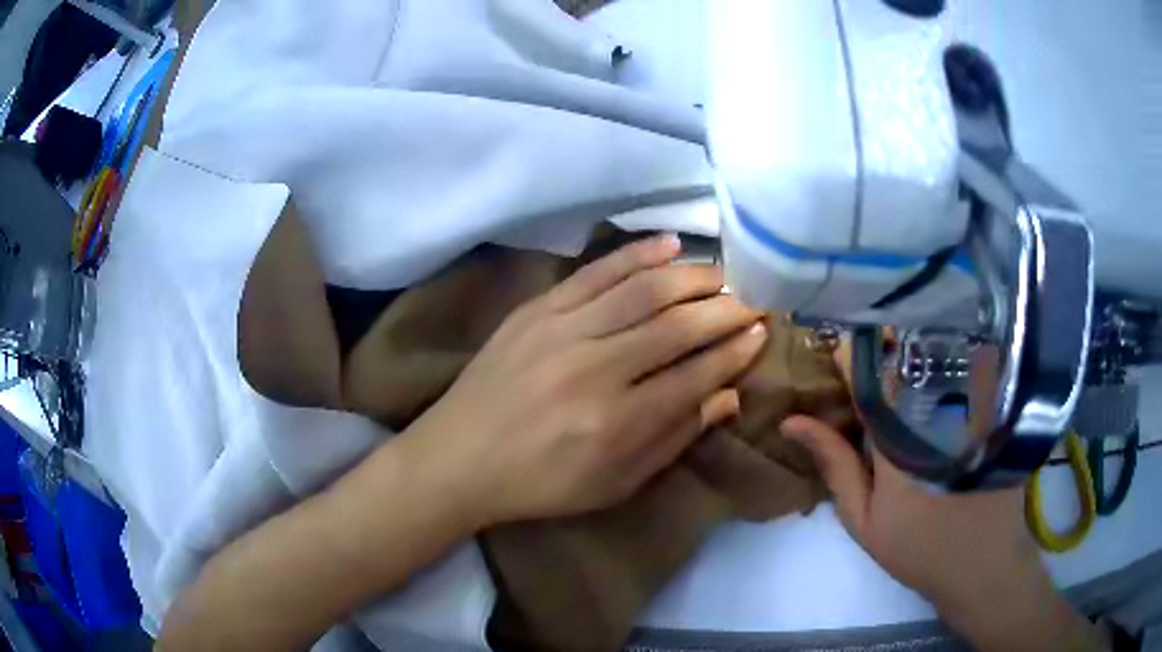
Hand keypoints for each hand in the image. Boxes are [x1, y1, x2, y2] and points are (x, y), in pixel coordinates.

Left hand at [403, 235, 766, 525]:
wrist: (458, 458)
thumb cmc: (540, 484)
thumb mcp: (614, 484)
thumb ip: (673, 439)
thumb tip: (728, 397)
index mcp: (616, 424)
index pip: (696, 376)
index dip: (735, 352)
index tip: (760, 333)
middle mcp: (595, 370)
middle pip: (677, 327)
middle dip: (725, 310)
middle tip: (752, 300)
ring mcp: (561, 332)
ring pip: (642, 291)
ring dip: (691, 277)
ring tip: (721, 275)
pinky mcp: (536, 310)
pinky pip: (595, 272)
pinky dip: (636, 254)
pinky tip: (670, 244)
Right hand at [781, 346, 1105, 650]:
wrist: (982, 562)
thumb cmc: (917, 547)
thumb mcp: (864, 518)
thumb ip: (834, 465)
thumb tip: (792, 421)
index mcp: (896, 436)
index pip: (866, 372)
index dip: (848, 353)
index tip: (833, 348)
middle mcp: (934, 409)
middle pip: (903, 355)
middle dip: (881, 349)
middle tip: (868, 357)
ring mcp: (969, 403)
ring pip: (936, 354)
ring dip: (916, 350)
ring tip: (902, 361)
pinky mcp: (993, 405)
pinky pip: (969, 364)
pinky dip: (950, 358)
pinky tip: (941, 374)